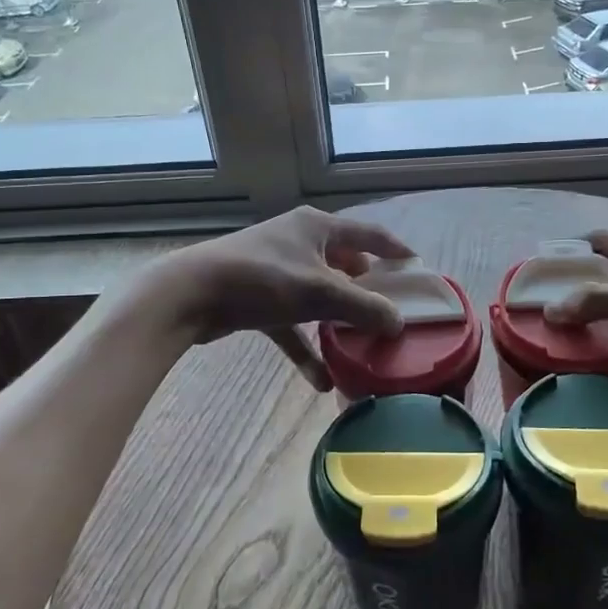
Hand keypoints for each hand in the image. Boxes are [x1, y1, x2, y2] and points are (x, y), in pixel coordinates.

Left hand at [144, 207, 414, 390]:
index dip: (394, 250)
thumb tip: (399, 323)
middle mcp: (299, 243)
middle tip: (392, 311)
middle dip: (366, 290)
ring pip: (319, 297)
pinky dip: (307, 348)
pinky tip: (322, 381)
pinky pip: (293, 326)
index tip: (417, 267)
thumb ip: (364, 307)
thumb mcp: (320, 292)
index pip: (368, 234)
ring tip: (363, 343)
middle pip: (344, 265)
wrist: (190, 294)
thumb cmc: (262, 279)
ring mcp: (277, 272)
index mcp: (316, 227)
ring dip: (338, 322)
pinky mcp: (259, 301)